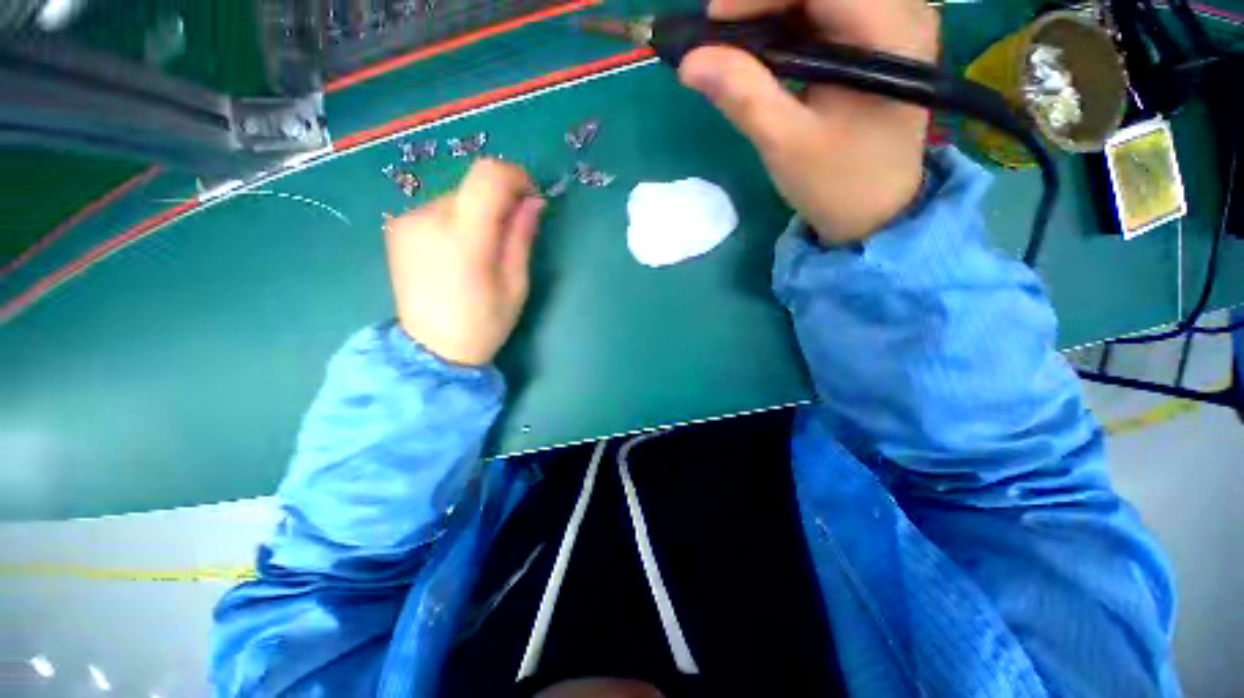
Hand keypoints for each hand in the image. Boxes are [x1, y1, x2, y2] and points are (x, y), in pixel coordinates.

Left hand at [384, 159, 545, 366]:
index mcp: (464, 236)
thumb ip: (521, 237)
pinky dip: (457, 222)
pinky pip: (438, 211)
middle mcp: (428, 218)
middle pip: (474, 186)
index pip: (489, 176)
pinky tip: (458, 254)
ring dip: (478, 215)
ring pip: (457, 198)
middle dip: (499, 203)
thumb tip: (533, 201)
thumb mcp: (516, 284)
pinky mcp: (397, 229)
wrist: (431, 349)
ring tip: (482, 253)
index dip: (516, 178)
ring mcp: (407, 222)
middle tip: (511, 236)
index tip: (531, 199)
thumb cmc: (484, 322)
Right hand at [678, 0, 939, 242]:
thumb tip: (691, 62)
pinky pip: (827, 12)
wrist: (876, 212)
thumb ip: (744, 96)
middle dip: (764, 1)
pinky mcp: (877, 39)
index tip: (714, 21)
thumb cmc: (837, 183)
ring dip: (773, 11)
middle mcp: (901, 13)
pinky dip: (788, 23)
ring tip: (737, 47)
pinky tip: (765, 52)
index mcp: (890, 34)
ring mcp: (892, 23)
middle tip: (722, 36)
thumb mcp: (786, 144)